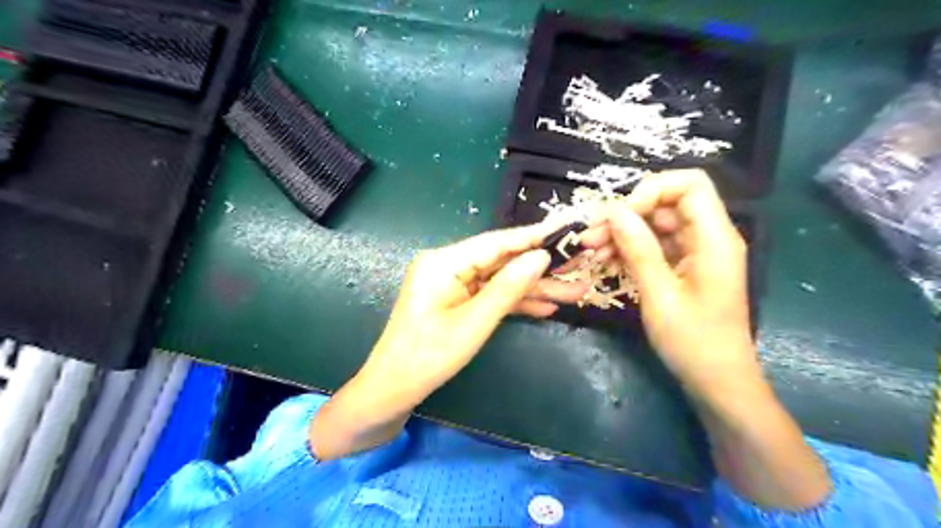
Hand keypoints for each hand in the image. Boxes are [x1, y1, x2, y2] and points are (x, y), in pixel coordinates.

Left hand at [362, 220, 584, 400]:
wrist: (393, 391)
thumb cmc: (428, 357)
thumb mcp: (473, 323)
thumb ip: (508, 288)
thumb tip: (541, 257)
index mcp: (444, 262)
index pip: (496, 243)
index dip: (533, 238)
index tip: (567, 231)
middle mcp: (448, 266)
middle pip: (502, 261)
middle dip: (541, 269)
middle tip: (580, 265)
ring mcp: (453, 284)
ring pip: (501, 280)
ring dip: (535, 288)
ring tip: (575, 291)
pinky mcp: (457, 301)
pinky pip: (491, 296)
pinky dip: (516, 303)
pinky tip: (547, 308)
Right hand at [585, 171, 758, 397]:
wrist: (718, 381)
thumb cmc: (694, 342)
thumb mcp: (659, 296)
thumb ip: (638, 250)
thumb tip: (614, 212)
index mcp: (714, 238)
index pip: (689, 184)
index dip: (651, 190)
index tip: (618, 215)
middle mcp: (708, 237)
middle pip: (667, 203)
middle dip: (627, 214)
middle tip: (590, 236)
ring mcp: (696, 251)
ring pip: (656, 224)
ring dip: (623, 232)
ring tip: (591, 250)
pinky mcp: (684, 266)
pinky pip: (655, 244)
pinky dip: (630, 248)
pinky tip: (606, 260)